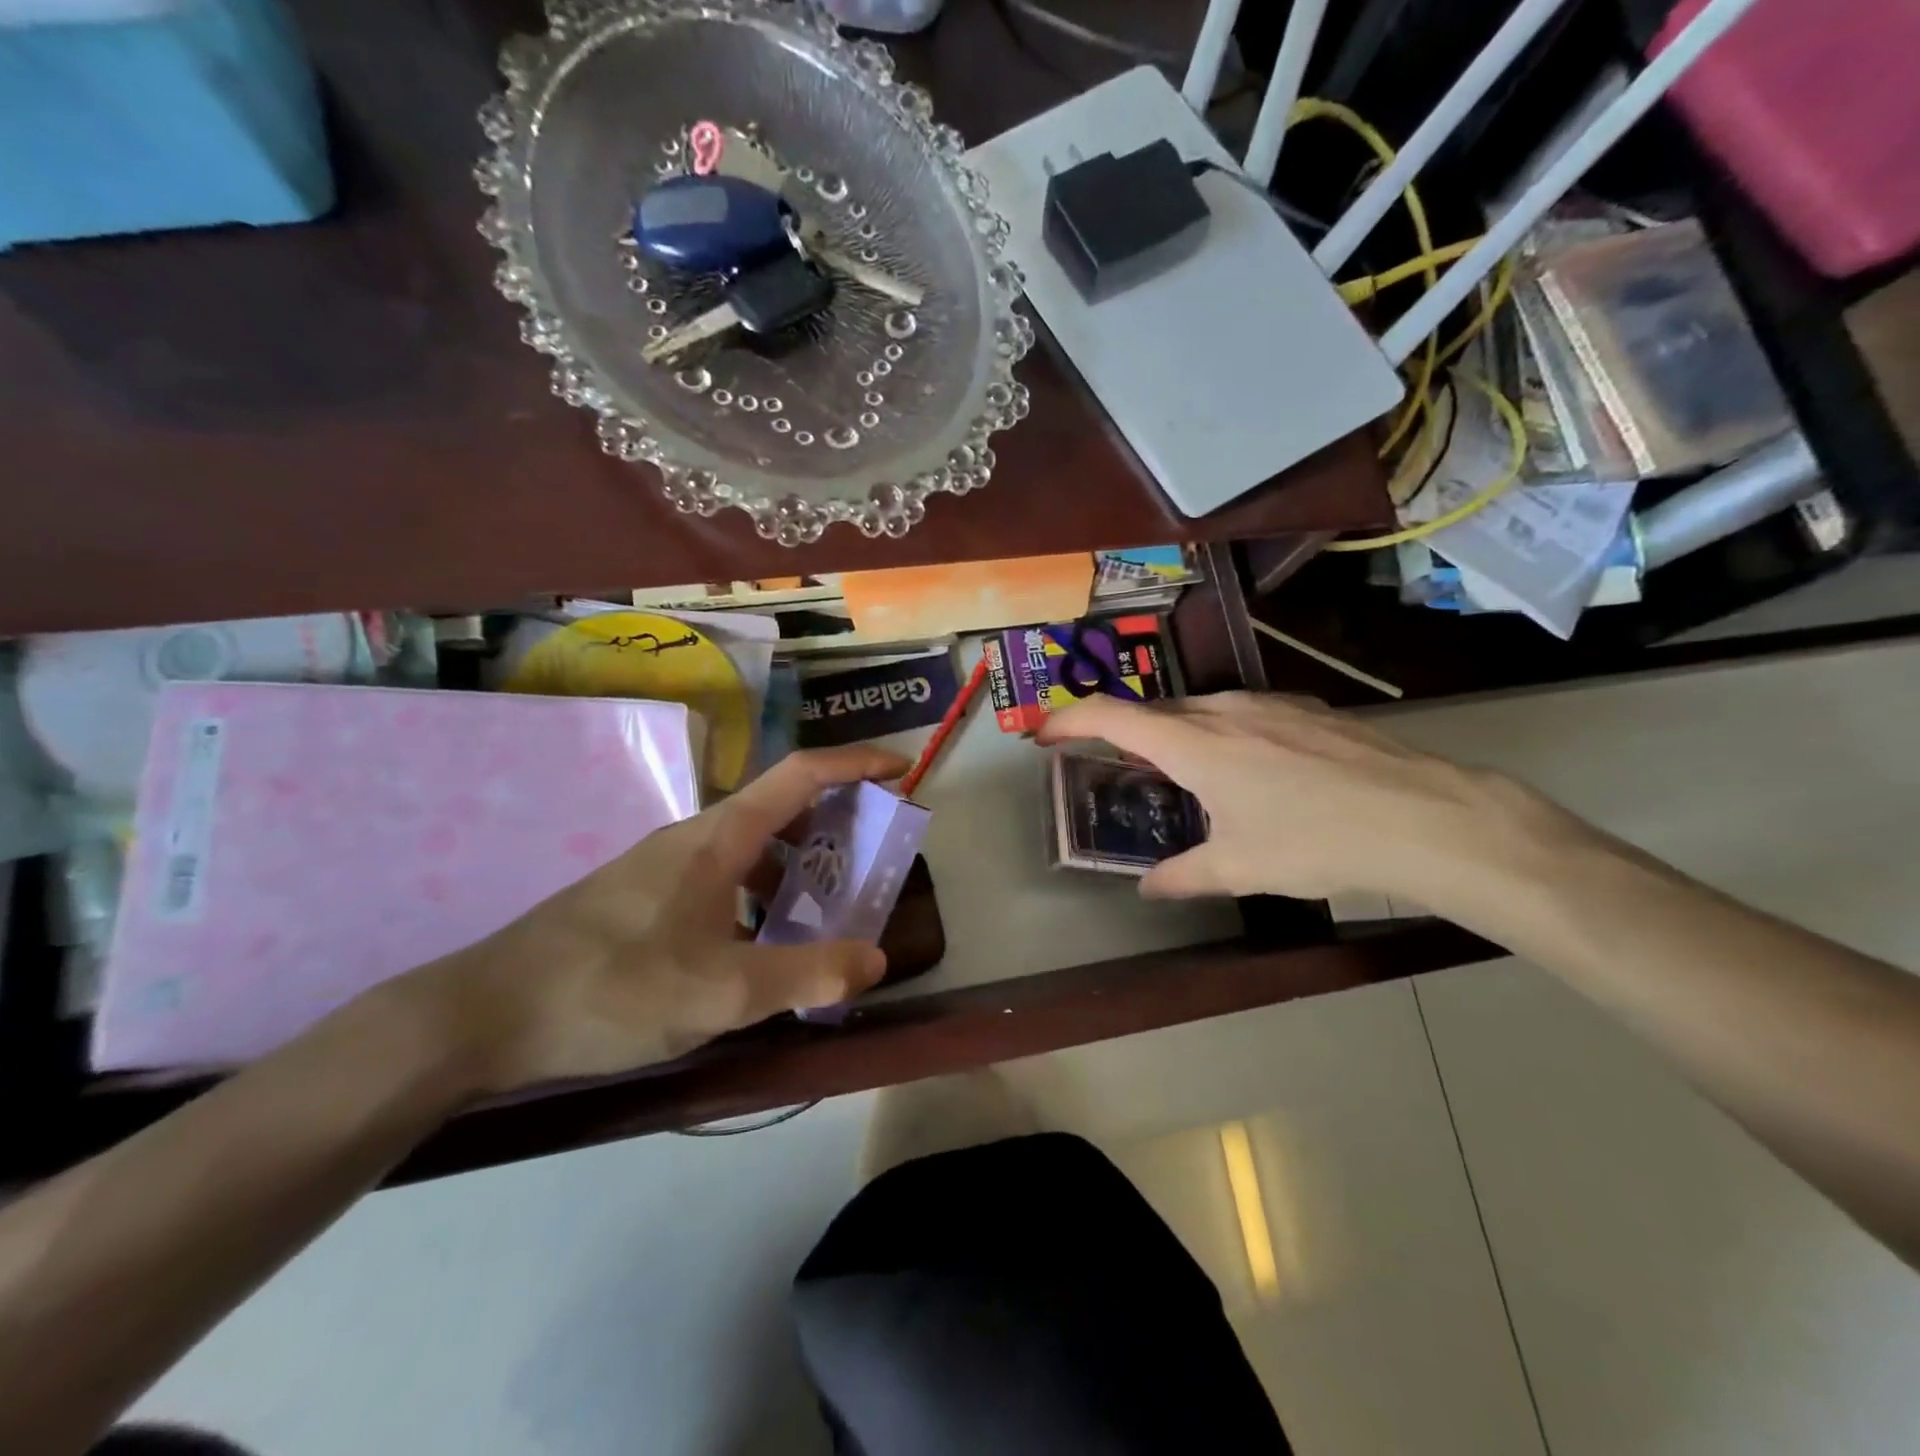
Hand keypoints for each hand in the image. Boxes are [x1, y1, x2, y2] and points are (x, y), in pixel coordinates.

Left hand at [395, 744, 910, 1095]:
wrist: (482, 1014)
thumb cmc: (611, 989)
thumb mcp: (722, 992)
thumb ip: (806, 974)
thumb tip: (875, 959)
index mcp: (719, 838)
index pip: (801, 774)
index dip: (856, 764)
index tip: (901, 769)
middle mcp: (694, 837)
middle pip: (782, 806)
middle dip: (837, 822)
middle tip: (874, 858)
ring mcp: (664, 865)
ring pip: (751, 847)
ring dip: (797, 865)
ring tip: (827, 909)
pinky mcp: (644, 896)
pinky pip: (724, 877)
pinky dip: (761, 895)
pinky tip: (760, 945)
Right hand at [1038, 692, 1573, 907]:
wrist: (1424, 817)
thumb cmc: (1316, 841)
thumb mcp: (1240, 869)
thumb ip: (1184, 876)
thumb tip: (1149, 888)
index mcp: (1194, 743)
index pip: (1112, 717)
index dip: (1069, 722)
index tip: (1043, 735)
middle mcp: (1224, 710)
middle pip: (1154, 712)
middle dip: (1121, 733)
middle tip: (1108, 764)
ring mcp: (1269, 705)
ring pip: (1200, 711)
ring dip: (1173, 735)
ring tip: (1177, 772)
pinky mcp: (1307, 711)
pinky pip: (1242, 715)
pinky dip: (1219, 734)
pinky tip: (1247, 770)